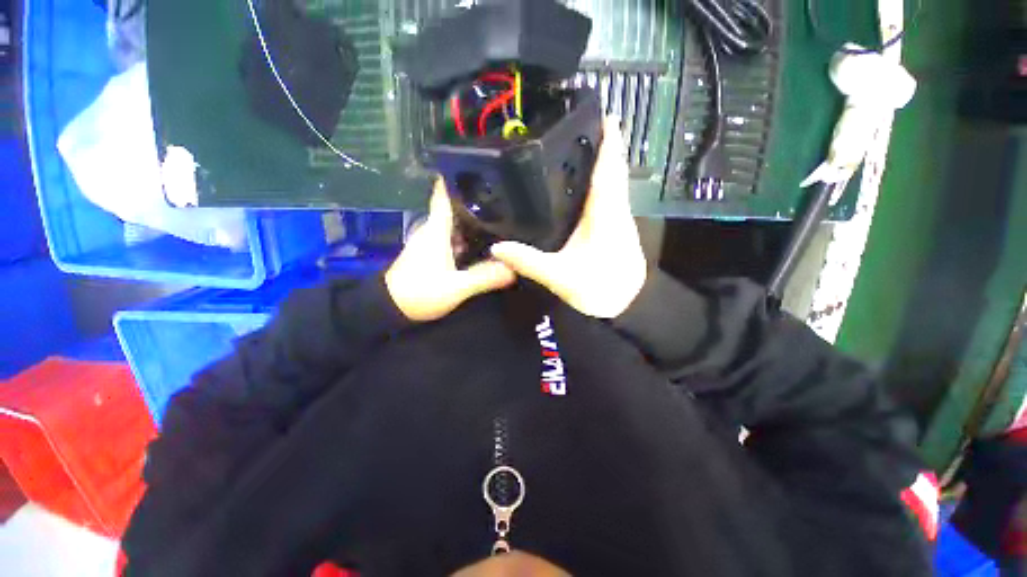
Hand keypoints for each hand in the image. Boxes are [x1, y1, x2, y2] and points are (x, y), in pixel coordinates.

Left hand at [386, 180, 516, 321]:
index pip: (445, 193)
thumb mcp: (456, 287)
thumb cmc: (420, 292)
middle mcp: (434, 229)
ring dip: (475, 222)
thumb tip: (513, 269)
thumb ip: (484, 277)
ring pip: (456, 224)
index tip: (482, 170)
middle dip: (478, 203)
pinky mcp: (433, 253)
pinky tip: (485, 244)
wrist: (390, 308)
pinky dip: (469, 237)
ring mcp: (433, 241)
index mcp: (437, 229)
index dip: (460, 178)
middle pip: (456, 208)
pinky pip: (454, 238)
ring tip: (502, 219)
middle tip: (506, 200)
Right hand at [491, 119, 646, 318]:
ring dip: (602, 161)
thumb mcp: (558, 276)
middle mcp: (616, 211)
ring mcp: (619, 219)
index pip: (608, 171)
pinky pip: (610, 195)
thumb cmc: (596, 289)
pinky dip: (600, 181)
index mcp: (605, 215)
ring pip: (613, 182)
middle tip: (581, 122)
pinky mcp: (616, 228)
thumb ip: (528, 261)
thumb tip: (496, 247)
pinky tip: (583, 181)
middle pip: (613, 170)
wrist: (625, 306)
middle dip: (603, 145)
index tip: (604, 114)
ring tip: (580, 144)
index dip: (608, 143)